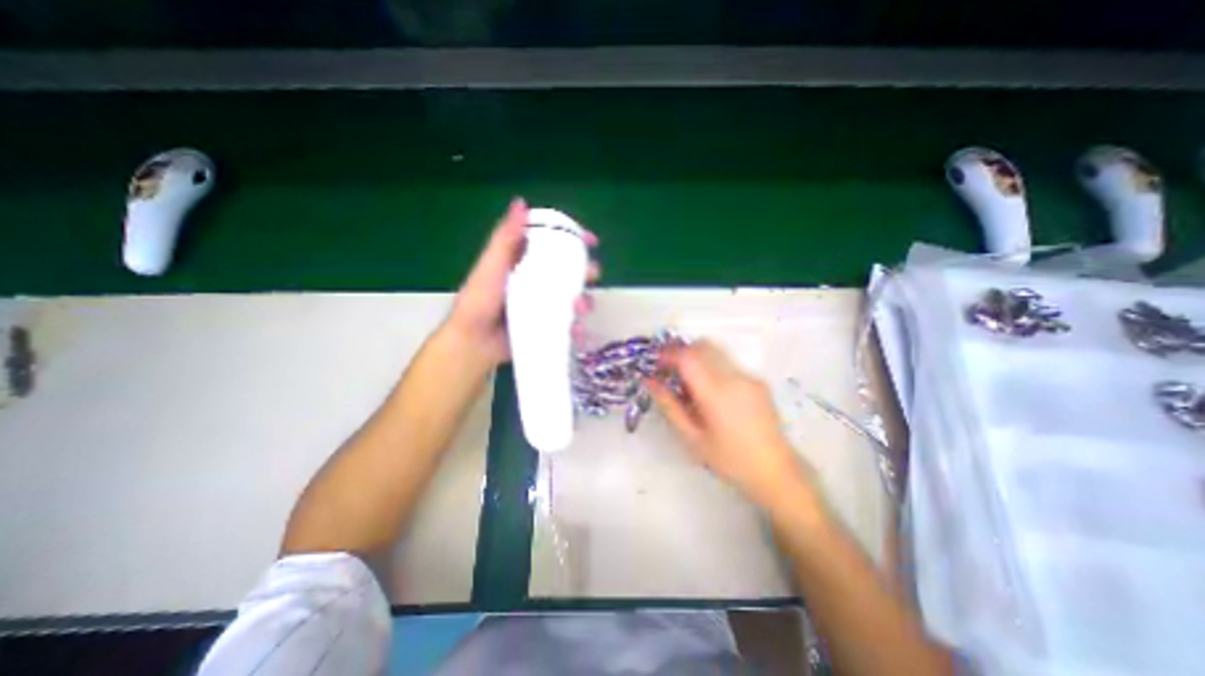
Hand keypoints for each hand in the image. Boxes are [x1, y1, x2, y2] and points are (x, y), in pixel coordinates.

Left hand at [440, 197, 597, 365]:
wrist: (474, 341)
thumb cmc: (479, 300)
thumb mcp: (491, 265)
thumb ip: (505, 238)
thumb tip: (521, 203)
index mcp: (525, 263)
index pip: (553, 246)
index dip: (574, 240)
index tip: (591, 240)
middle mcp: (537, 282)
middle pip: (569, 272)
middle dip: (586, 272)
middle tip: (592, 275)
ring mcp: (543, 305)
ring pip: (573, 298)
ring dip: (584, 301)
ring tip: (581, 308)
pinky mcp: (546, 326)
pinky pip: (568, 324)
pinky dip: (577, 328)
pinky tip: (577, 331)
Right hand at [651, 339, 818, 510]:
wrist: (776, 472)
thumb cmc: (729, 460)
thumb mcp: (692, 438)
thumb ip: (669, 406)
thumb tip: (650, 381)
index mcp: (716, 393)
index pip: (688, 357)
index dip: (668, 354)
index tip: (655, 363)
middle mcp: (735, 377)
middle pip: (703, 346)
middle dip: (682, 351)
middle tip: (669, 370)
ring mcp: (749, 377)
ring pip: (716, 352)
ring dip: (697, 358)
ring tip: (688, 384)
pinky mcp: (758, 381)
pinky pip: (728, 364)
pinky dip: (712, 367)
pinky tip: (710, 393)